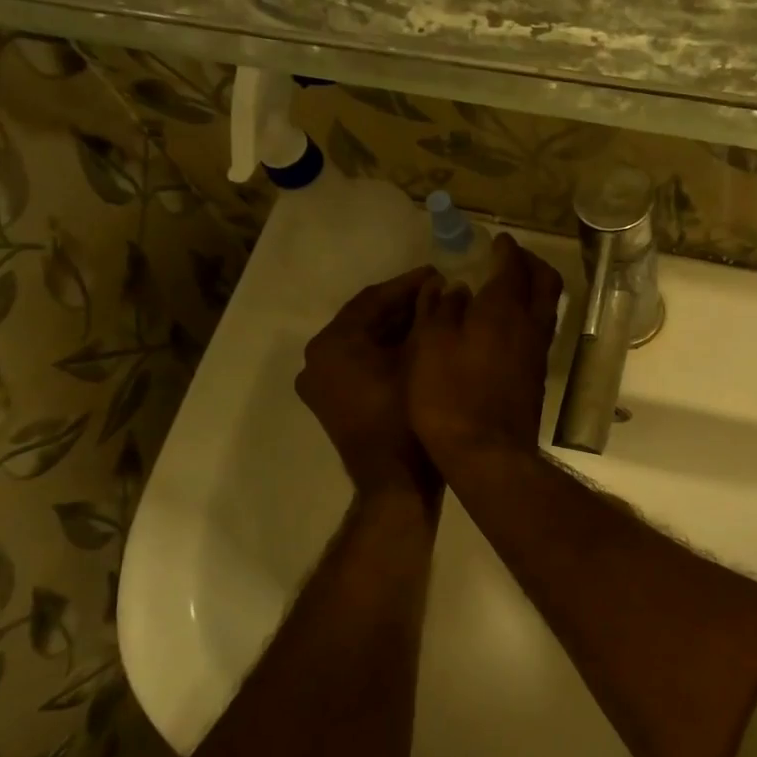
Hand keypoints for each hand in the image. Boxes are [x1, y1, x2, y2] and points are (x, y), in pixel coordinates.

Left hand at [295, 266, 441, 500]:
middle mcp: (316, 359)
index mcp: (332, 343)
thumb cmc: (407, 418)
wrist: (395, 484)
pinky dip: (383, 352)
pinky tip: (415, 345)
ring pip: (361, 343)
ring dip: (394, 329)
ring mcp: (320, 384)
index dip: (408, 284)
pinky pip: (357, 364)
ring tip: (433, 316)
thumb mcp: (422, 358)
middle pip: (364, 320)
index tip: (438, 272)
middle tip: (439, 292)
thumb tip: (440, 287)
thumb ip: (428, 316)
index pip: (372, 299)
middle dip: (402, 306)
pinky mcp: (330, 403)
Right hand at [407, 234, 563, 474]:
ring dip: (533, 290)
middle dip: (531, 263)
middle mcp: (530, 325)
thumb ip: (440, 310)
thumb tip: (454, 287)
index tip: (497, 241)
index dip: (506, 249)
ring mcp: (538, 352)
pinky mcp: (537, 376)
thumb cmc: (449, 396)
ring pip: (547, 307)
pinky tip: (505, 326)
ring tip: (508, 288)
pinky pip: (540, 331)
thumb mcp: (430, 346)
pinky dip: (528, 316)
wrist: (487, 453)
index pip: (513, 265)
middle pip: (546, 281)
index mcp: (504, 309)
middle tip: (510, 258)